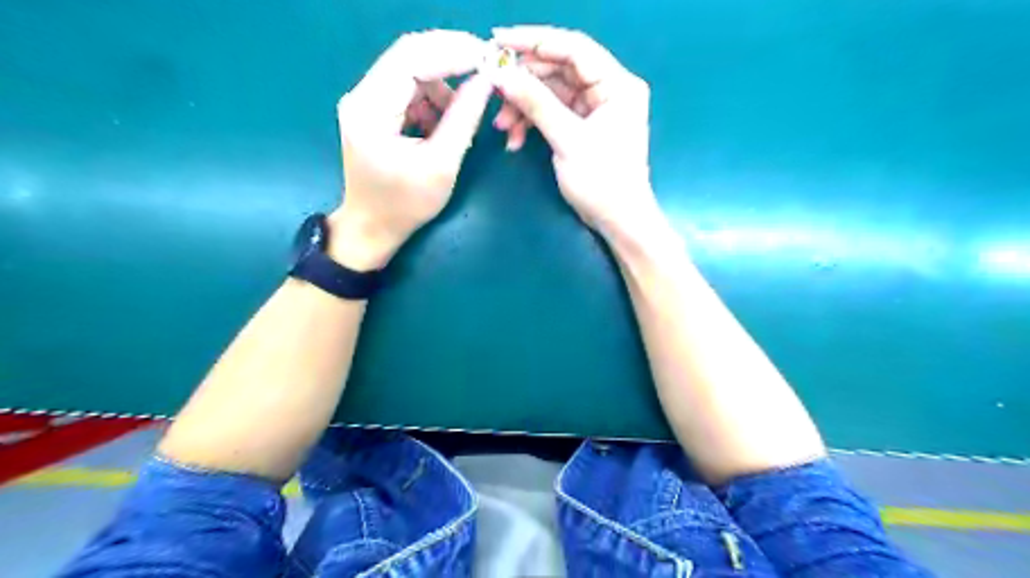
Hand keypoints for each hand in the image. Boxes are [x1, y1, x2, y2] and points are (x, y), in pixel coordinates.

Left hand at [329, 32, 488, 270]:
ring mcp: (365, 101)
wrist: (373, 227)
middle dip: (450, 58)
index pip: (411, 59)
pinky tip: (444, 123)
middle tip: (485, 67)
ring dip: (443, 84)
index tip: (488, 57)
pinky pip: (408, 89)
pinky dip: (432, 99)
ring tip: (463, 113)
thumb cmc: (406, 205)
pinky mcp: (374, 110)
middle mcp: (361, 95)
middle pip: (409, 56)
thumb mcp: (442, 165)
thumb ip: (463, 119)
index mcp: (371, 109)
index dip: (452, 52)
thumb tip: (486, 81)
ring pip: (411, 71)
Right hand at [488, 24, 658, 243]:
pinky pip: (551, 113)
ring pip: (550, 93)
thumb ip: (536, 104)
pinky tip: (515, 140)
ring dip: (523, 108)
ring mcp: (594, 108)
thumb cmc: (603, 182)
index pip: (573, 48)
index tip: (498, 41)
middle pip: (558, 70)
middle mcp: (607, 89)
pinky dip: (532, 124)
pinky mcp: (582, 126)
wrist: (617, 221)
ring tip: (502, 127)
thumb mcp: (568, 140)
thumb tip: (501, 74)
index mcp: (616, 85)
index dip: (534, 40)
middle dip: (523, 83)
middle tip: (494, 92)